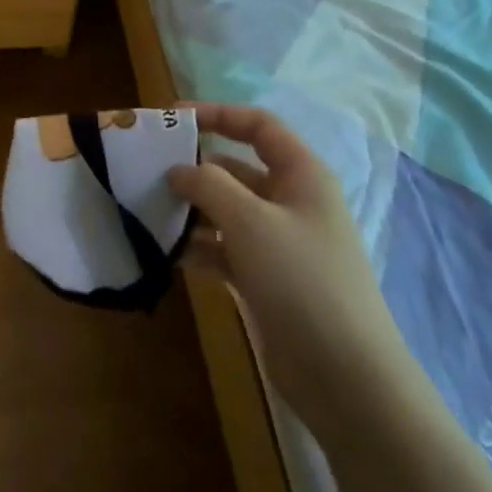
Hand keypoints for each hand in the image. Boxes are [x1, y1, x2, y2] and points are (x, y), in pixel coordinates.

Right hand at [169, 103, 417, 437]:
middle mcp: (290, 202)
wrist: (345, 377)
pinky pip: (222, 248)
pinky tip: (164, 254)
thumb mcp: (251, 222)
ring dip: (189, 211)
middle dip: (192, 169)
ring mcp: (277, 242)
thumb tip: (178, 169)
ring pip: (224, 211)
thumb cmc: (302, 281)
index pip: (258, 126)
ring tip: (146, 213)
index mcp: (301, 175)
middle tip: (145, 173)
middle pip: (234, 169)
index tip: (171, 119)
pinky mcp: (264, 278)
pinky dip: (196, 247)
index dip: (217, 114)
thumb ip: (209, 185)